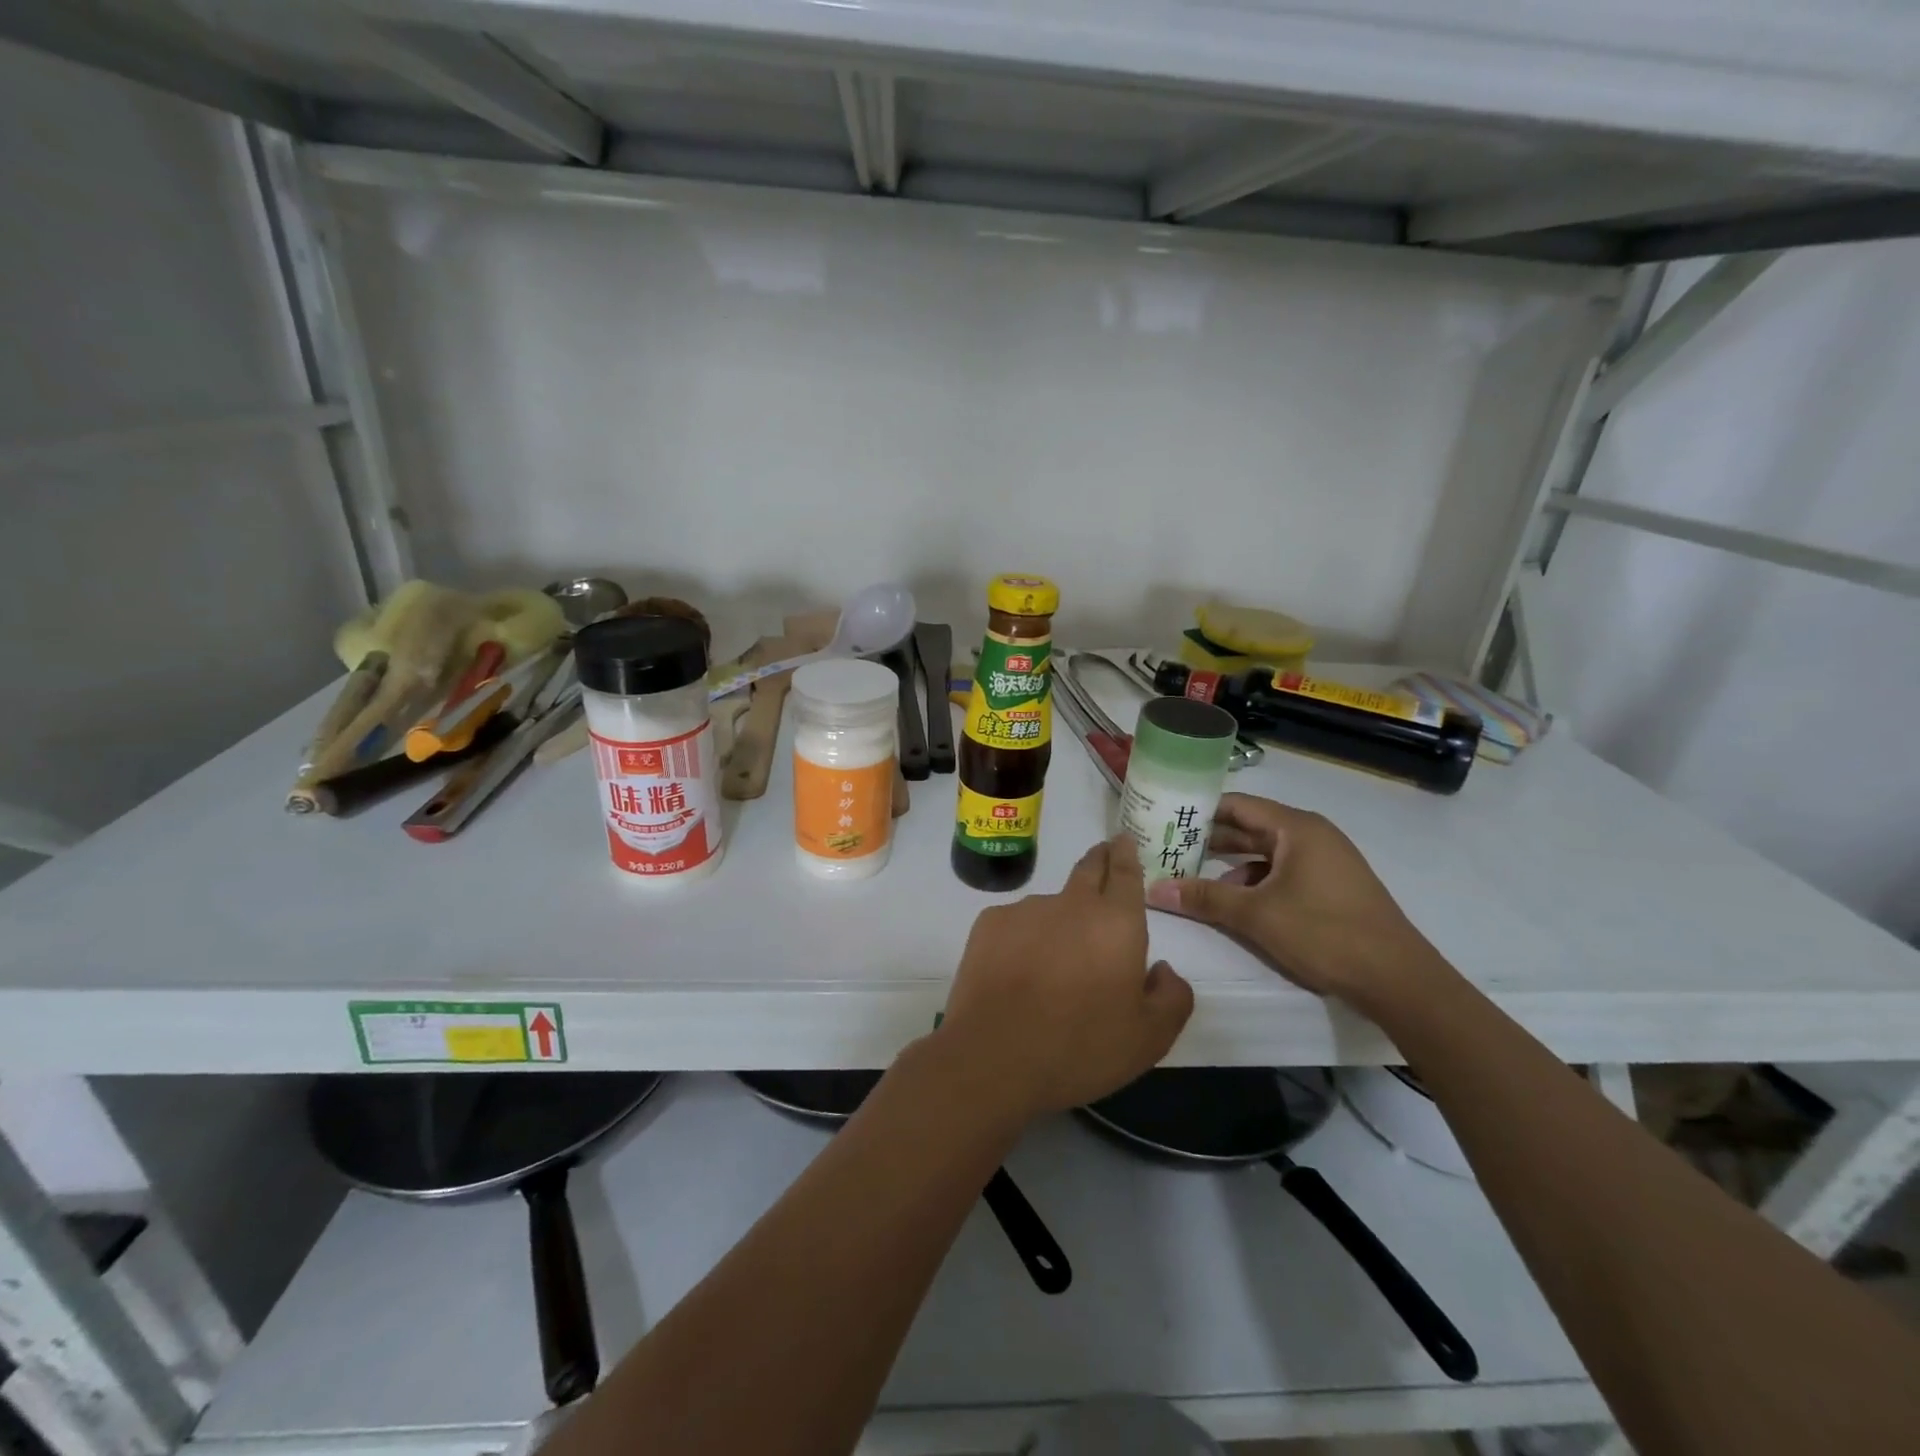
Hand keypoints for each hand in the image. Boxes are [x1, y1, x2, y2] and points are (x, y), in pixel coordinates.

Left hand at [940, 835, 1193, 1122]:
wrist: (994, 1057)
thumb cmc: (1081, 1047)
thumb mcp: (1150, 1038)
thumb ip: (1172, 996)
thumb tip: (1162, 969)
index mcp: (1116, 922)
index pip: (1125, 871)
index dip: (1126, 853)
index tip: (1124, 840)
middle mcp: (1072, 903)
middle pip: (1088, 868)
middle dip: (1099, 860)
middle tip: (1103, 859)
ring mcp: (1025, 910)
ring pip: (1051, 903)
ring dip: (1060, 917)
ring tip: (1054, 959)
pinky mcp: (989, 924)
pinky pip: (1016, 923)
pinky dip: (1024, 937)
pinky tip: (1018, 972)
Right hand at [1143, 794, 1451, 1009]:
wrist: (1399, 980)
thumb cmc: (1325, 933)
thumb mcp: (1256, 915)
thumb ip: (1204, 897)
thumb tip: (1154, 889)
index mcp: (1297, 827)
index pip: (1237, 804)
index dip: (1199, 810)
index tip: (1164, 818)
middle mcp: (1312, 835)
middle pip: (1250, 826)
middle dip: (1210, 838)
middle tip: (1168, 846)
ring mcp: (1325, 860)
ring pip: (1265, 852)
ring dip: (1230, 864)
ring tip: (1192, 877)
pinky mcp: (1331, 886)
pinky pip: (1282, 871)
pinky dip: (1255, 881)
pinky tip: (1235, 902)